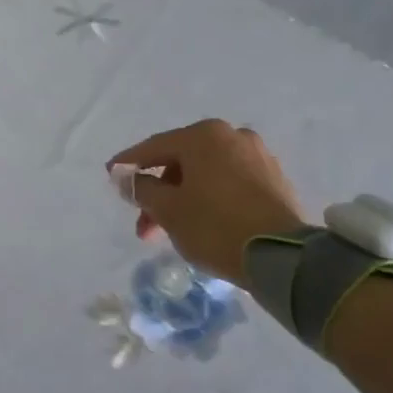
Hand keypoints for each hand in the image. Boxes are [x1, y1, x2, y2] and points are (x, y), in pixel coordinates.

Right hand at [109, 120, 306, 285]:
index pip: (155, 147)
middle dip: (159, 193)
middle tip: (144, 225)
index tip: (110, 175)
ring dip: (183, 199)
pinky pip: (229, 183)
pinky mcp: (274, 180)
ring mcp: (258, 156)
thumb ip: (142, 189)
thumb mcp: (168, 210)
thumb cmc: (215, 226)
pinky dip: (209, 198)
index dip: (129, 164)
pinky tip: (201, 222)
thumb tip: (126, 178)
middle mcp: (233, 136)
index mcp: (204, 136)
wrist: (282, 256)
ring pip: (206, 174)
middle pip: (182, 162)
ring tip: (170, 231)